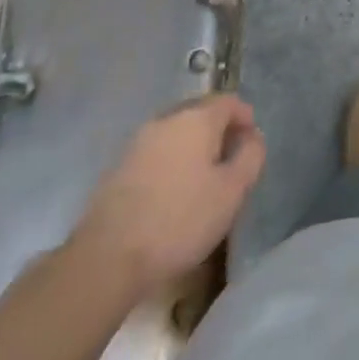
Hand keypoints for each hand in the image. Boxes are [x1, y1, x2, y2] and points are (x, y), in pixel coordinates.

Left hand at [71, 95, 264, 297]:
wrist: (106, 258)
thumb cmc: (179, 220)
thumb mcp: (232, 192)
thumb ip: (251, 157)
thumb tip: (252, 137)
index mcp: (196, 119)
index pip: (229, 101)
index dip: (245, 117)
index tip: (251, 143)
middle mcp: (166, 119)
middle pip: (200, 113)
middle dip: (218, 130)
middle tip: (229, 160)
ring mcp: (138, 142)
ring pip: (176, 132)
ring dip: (193, 146)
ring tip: (201, 178)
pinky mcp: (118, 167)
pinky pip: (155, 152)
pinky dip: (170, 161)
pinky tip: (171, 192)